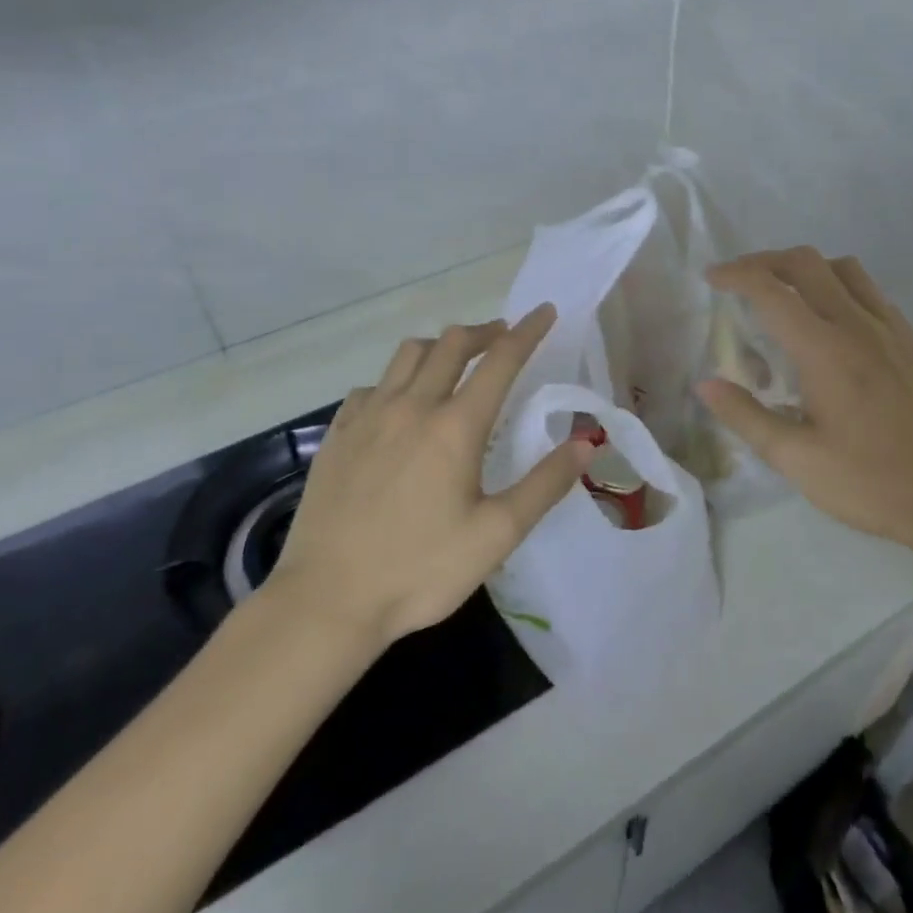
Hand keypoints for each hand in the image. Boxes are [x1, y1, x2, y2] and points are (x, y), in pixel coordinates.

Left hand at [267, 305, 593, 645]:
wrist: (326, 602)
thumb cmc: (419, 570)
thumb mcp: (496, 535)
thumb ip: (545, 484)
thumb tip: (587, 443)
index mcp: (455, 426)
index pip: (501, 359)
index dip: (528, 331)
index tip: (546, 311)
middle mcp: (412, 406)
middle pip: (452, 343)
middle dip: (485, 331)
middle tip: (503, 337)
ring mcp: (368, 416)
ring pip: (408, 353)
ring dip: (440, 346)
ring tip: (455, 361)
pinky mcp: (338, 434)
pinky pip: (372, 385)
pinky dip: (396, 379)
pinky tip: (399, 403)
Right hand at [698, 248, 912, 550]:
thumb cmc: (872, 483)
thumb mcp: (797, 460)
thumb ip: (747, 417)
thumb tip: (705, 385)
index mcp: (824, 349)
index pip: (771, 289)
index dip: (736, 274)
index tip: (712, 277)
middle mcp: (857, 324)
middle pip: (807, 262)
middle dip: (766, 260)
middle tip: (741, 281)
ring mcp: (892, 329)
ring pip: (844, 268)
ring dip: (807, 268)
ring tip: (787, 296)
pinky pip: (872, 292)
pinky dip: (840, 287)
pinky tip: (834, 324)